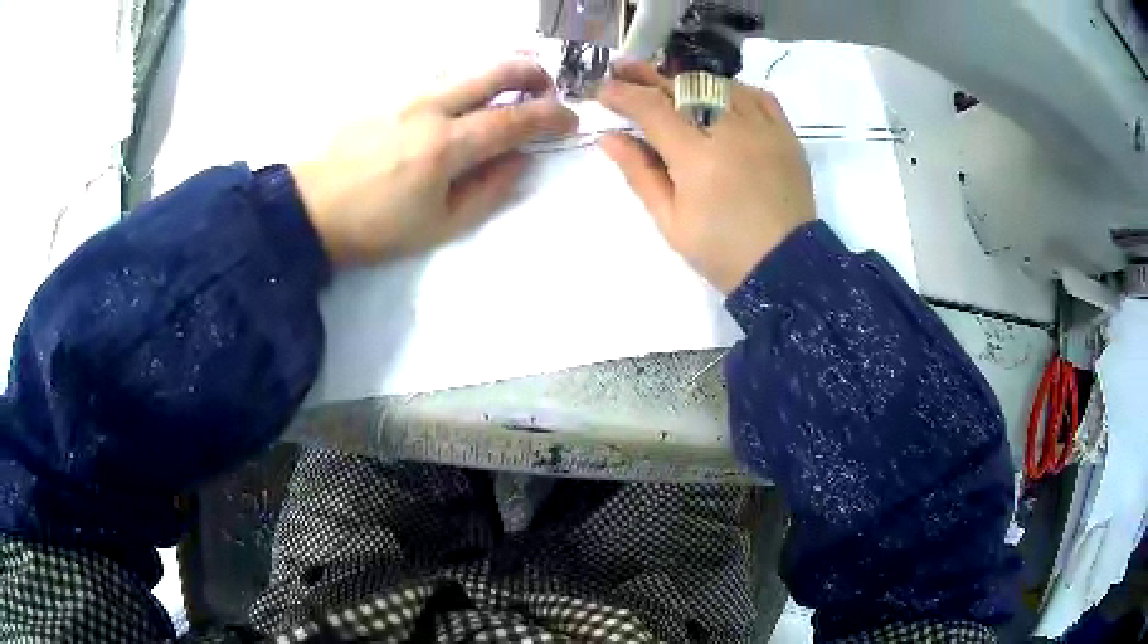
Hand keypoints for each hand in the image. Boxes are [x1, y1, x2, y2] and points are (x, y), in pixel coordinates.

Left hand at [292, 61, 577, 264]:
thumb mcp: (439, 226)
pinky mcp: (386, 91)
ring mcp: (405, 93)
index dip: (551, 117)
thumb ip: (488, 191)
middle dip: (532, 72)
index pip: (514, 120)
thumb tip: (520, 160)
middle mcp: (430, 107)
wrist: (309, 207)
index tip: (570, 119)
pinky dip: (465, 74)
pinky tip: (466, 88)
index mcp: (446, 146)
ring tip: (513, 82)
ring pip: (466, 63)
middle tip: (546, 87)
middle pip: (495, 70)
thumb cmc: (374, 226)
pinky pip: (437, 71)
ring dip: (499, 67)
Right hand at [597, 61, 814, 293]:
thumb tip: (609, 137)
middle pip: (683, 88)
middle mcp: (730, 131)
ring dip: (688, 81)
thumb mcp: (671, 221)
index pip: (652, 109)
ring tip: (668, 83)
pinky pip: (758, 95)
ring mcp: (763, 128)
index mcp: (696, 157)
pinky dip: (733, 89)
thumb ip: (640, 173)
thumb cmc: (722, 252)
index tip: (603, 90)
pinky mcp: (785, 134)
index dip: (623, 95)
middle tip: (623, 69)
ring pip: (719, 85)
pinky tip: (719, 95)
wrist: (786, 267)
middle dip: (648, 76)